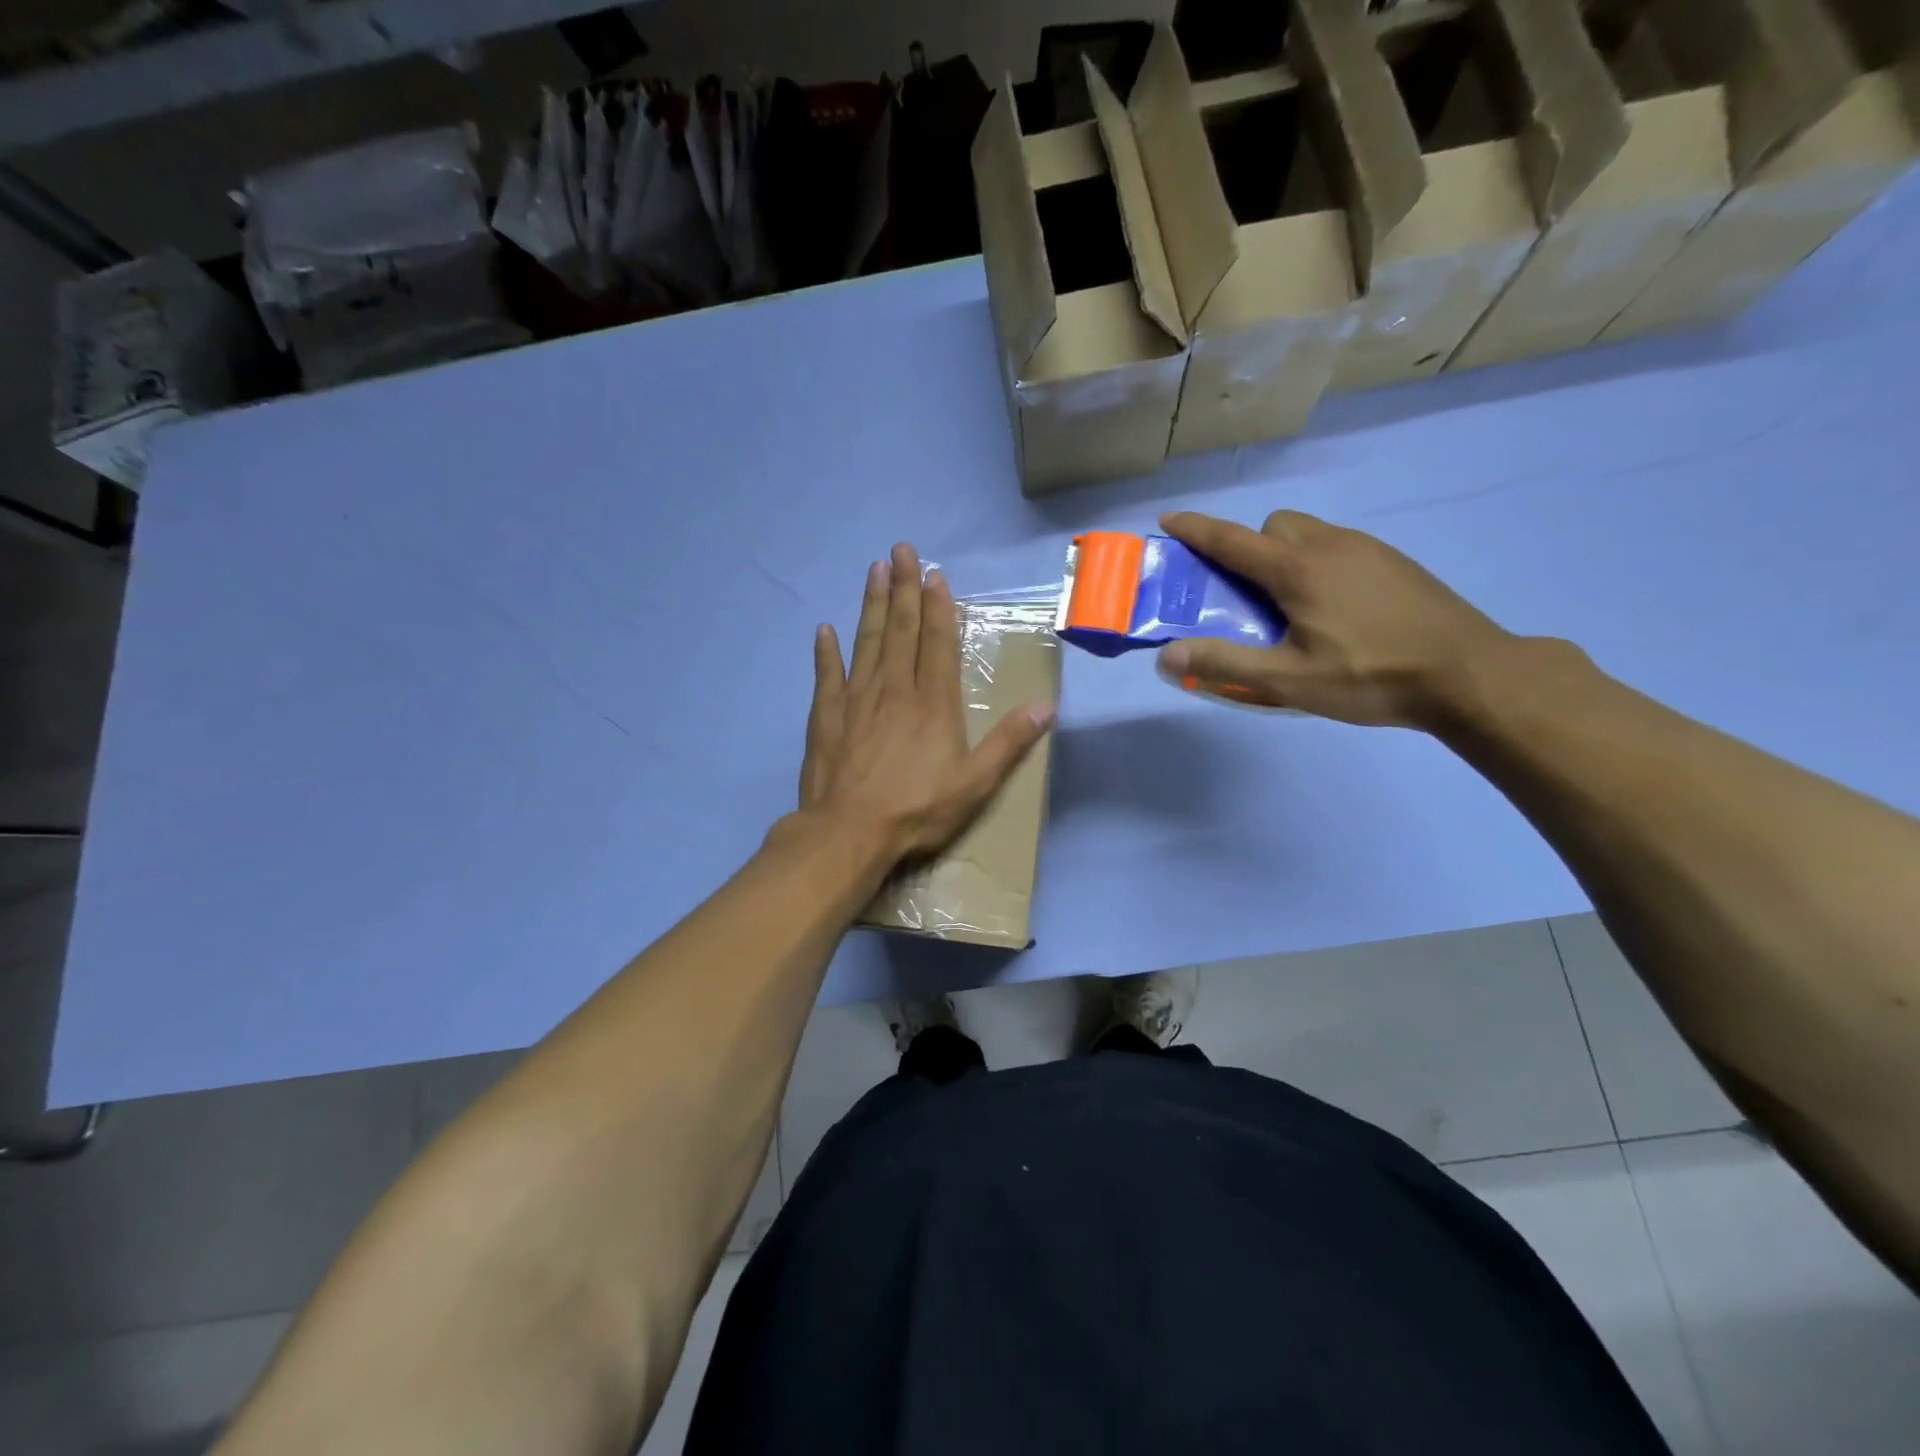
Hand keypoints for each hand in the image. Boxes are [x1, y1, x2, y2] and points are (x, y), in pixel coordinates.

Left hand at [800, 542, 1054, 865]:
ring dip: (871, 604)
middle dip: (903, 588)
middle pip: (900, 629)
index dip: (938, 607)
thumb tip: (1045, 707)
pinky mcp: (827, 716)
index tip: (934, 574)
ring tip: (873, 569)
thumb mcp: (976, 783)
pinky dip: (826, 652)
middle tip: (901, 550)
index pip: (938, 643)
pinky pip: (827, 675)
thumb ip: (1009, 743)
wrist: (849, 831)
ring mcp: (857, 699)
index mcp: (933, 702)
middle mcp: (895, 689)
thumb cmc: (918, 809)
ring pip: (867, 641)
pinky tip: (825, 630)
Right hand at [1156, 510, 1515, 730]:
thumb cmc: (1371, 676)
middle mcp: (1330, 545)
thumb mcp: (1289, 680)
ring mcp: (1369, 549)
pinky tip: (1336, 610)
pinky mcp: (1395, 562)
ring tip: (1292, 607)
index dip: (1196, 529)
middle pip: (1273, 527)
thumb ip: (1225, 665)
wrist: (1470, 673)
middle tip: (1248, 596)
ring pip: (1310, 533)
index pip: (1232, 539)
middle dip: (1249, 548)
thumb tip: (1166, 654)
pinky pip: (1339, 547)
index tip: (1168, 519)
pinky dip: (1318, 564)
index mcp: (1298, 569)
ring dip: (1285, 555)